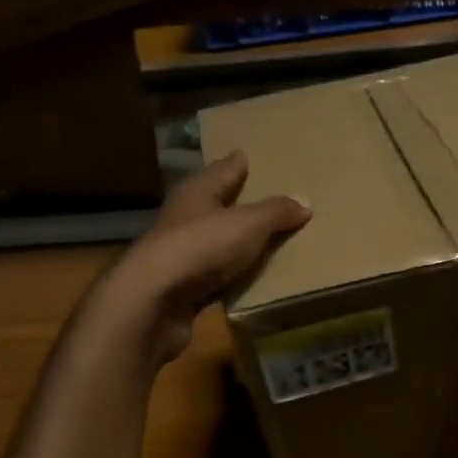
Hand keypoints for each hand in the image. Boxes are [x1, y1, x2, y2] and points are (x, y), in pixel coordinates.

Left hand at [94, 152, 308, 364]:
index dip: (237, 164)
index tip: (248, 156)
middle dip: (236, 200)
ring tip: (264, 239)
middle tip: (265, 198)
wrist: (153, 301)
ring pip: (213, 240)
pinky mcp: (180, 287)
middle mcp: (185, 217)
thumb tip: (304, 202)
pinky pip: (214, 274)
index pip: (222, 170)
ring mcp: (180, 253)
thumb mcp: (248, 224)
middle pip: (214, 203)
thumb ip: (276, 212)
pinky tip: (246, 277)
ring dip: (233, 240)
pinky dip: (230, 273)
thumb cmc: (201, 247)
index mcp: (197, 191)